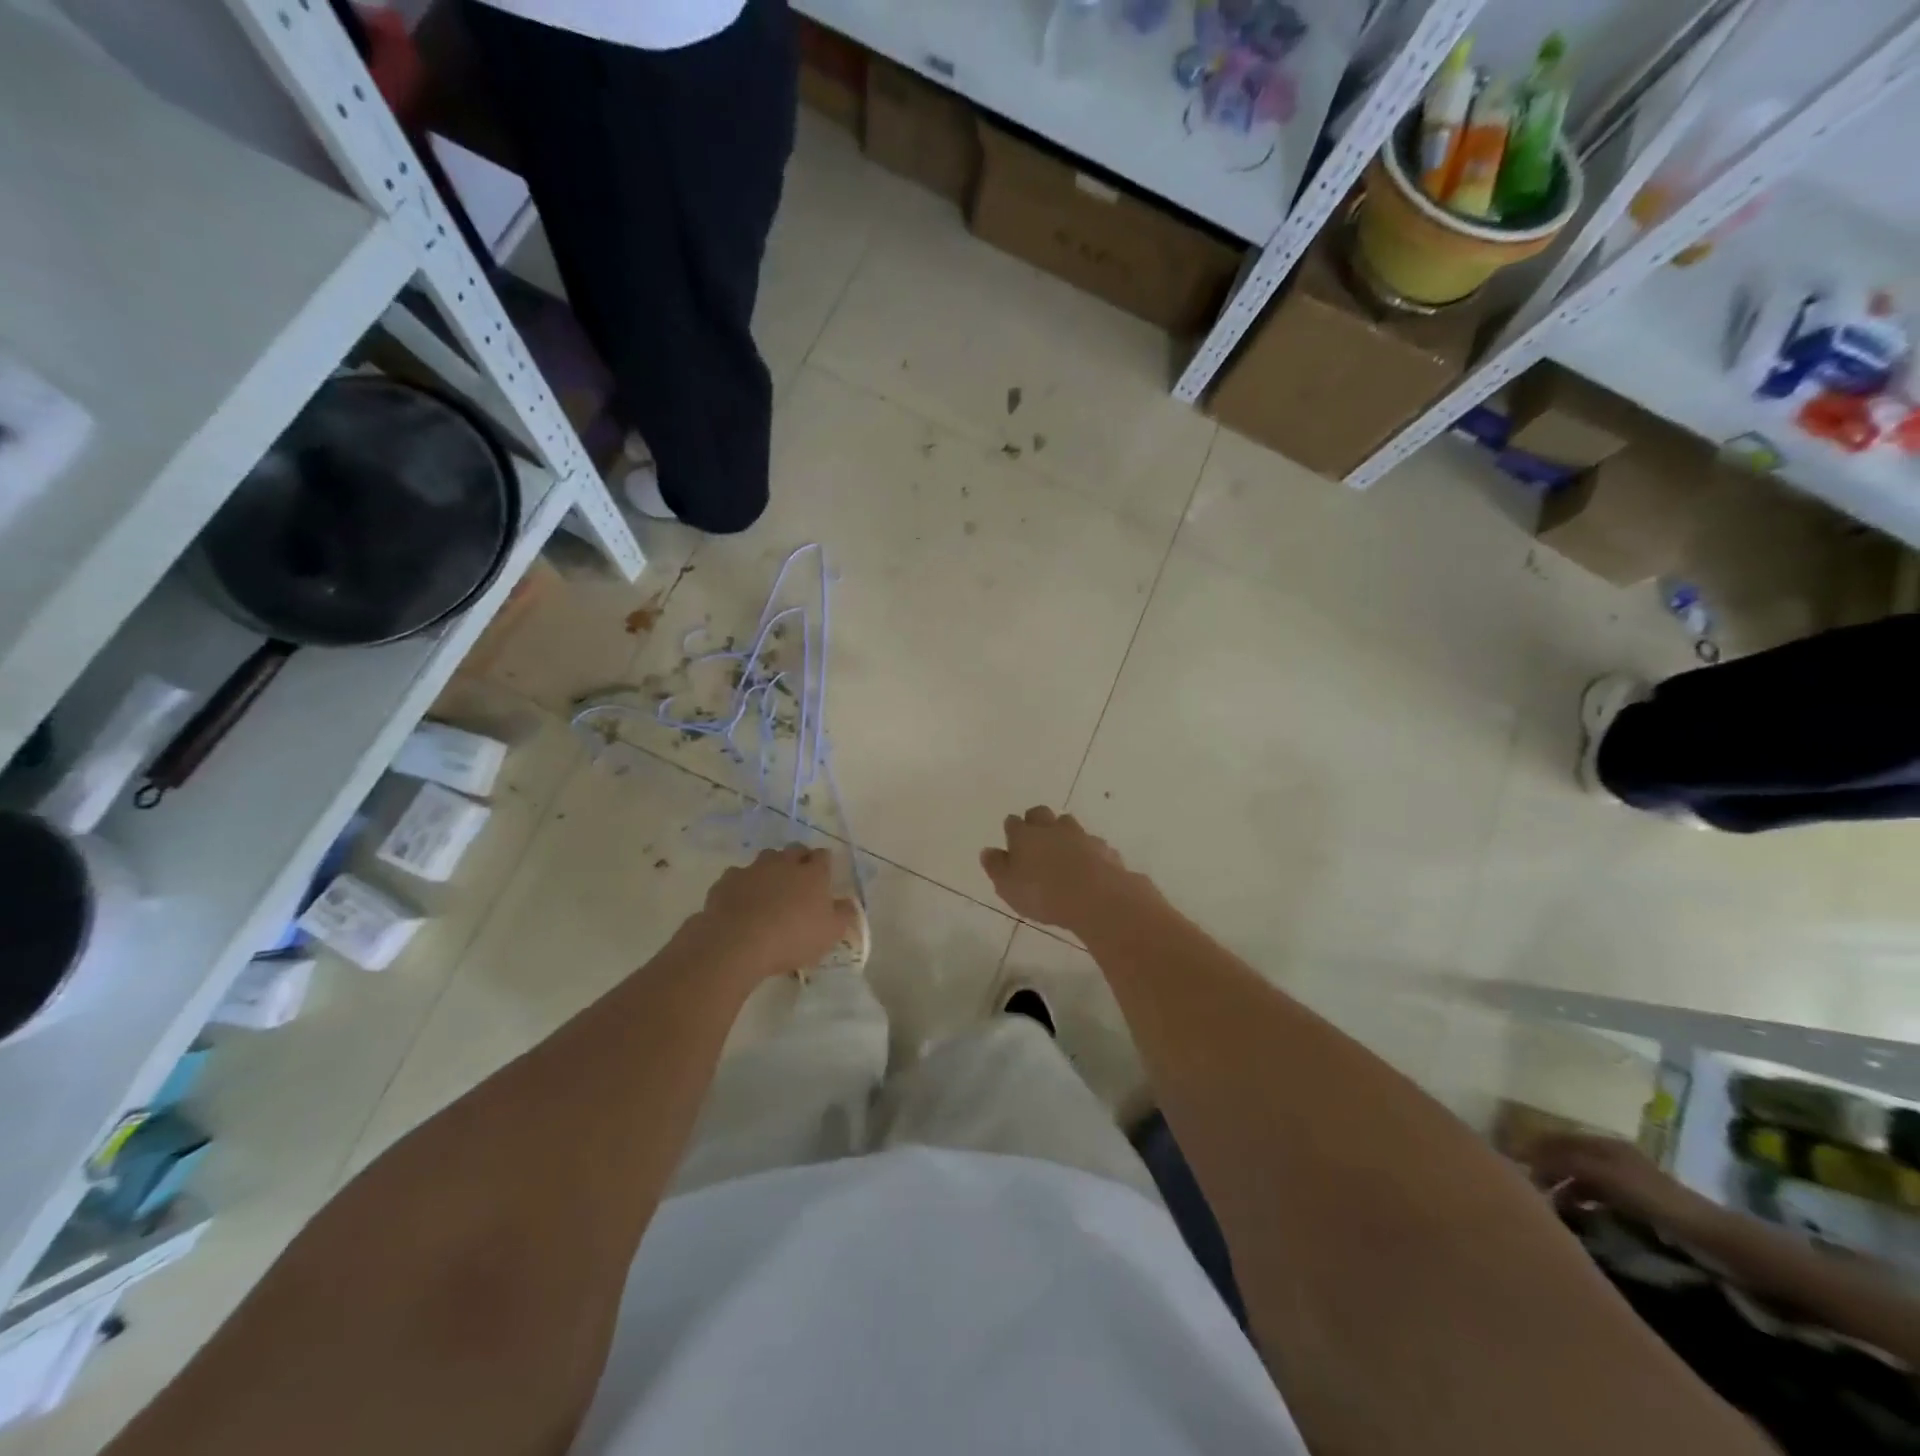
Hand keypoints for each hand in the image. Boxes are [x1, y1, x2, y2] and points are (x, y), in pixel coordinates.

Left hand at [684, 847, 857, 983]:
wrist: (737, 942)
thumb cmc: (792, 937)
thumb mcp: (830, 933)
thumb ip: (844, 915)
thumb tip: (849, 902)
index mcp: (813, 873)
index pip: (823, 856)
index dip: (824, 863)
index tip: (824, 875)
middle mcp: (784, 863)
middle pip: (795, 849)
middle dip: (799, 858)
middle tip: (799, 879)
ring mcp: (754, 869)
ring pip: (766, 858)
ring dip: (771, 868)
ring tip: (770, 890)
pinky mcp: (728, 880)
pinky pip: (738, 875)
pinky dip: (743, 884)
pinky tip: (741, 902)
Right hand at [980, 807, 1137, 933]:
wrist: (1095, 897)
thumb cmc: (1042, 893)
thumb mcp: (1008, 887)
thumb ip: (996, 867)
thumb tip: (987, 851)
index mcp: (1024, 835)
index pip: (1013, 823)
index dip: (1012, 830)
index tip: (1011, 839)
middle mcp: (1051, 828)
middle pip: (1040, 814)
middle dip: (1036, 821)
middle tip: (1035, 838)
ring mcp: (1080, 835)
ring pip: (1067, 824)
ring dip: (1063, 833)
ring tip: (1062, 851)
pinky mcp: (1103, 848)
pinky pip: (1091, 844)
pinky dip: (1086, 851)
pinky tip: (1087, 866)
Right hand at [1523, 1133, 1719, 1236]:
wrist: (1704, 1232)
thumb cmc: (1650, 1197)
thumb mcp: (1604, 1175)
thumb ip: (1566, 1163)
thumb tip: (1527, 1157)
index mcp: (1603, 1143)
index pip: (1558, 1138)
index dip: (1535, 1147)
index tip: (1514, 1161)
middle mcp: (1609, 1155)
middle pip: (1567, 1156)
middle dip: (1546, 1168)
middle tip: (1529, 1185)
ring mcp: (1622, 1178)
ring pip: (1580, 1177)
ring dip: (1562, 1187)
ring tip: (1550, 1204)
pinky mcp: (1631, 1200)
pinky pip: (1594, 1195)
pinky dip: (1580, 1201)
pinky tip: (1575, 1214)